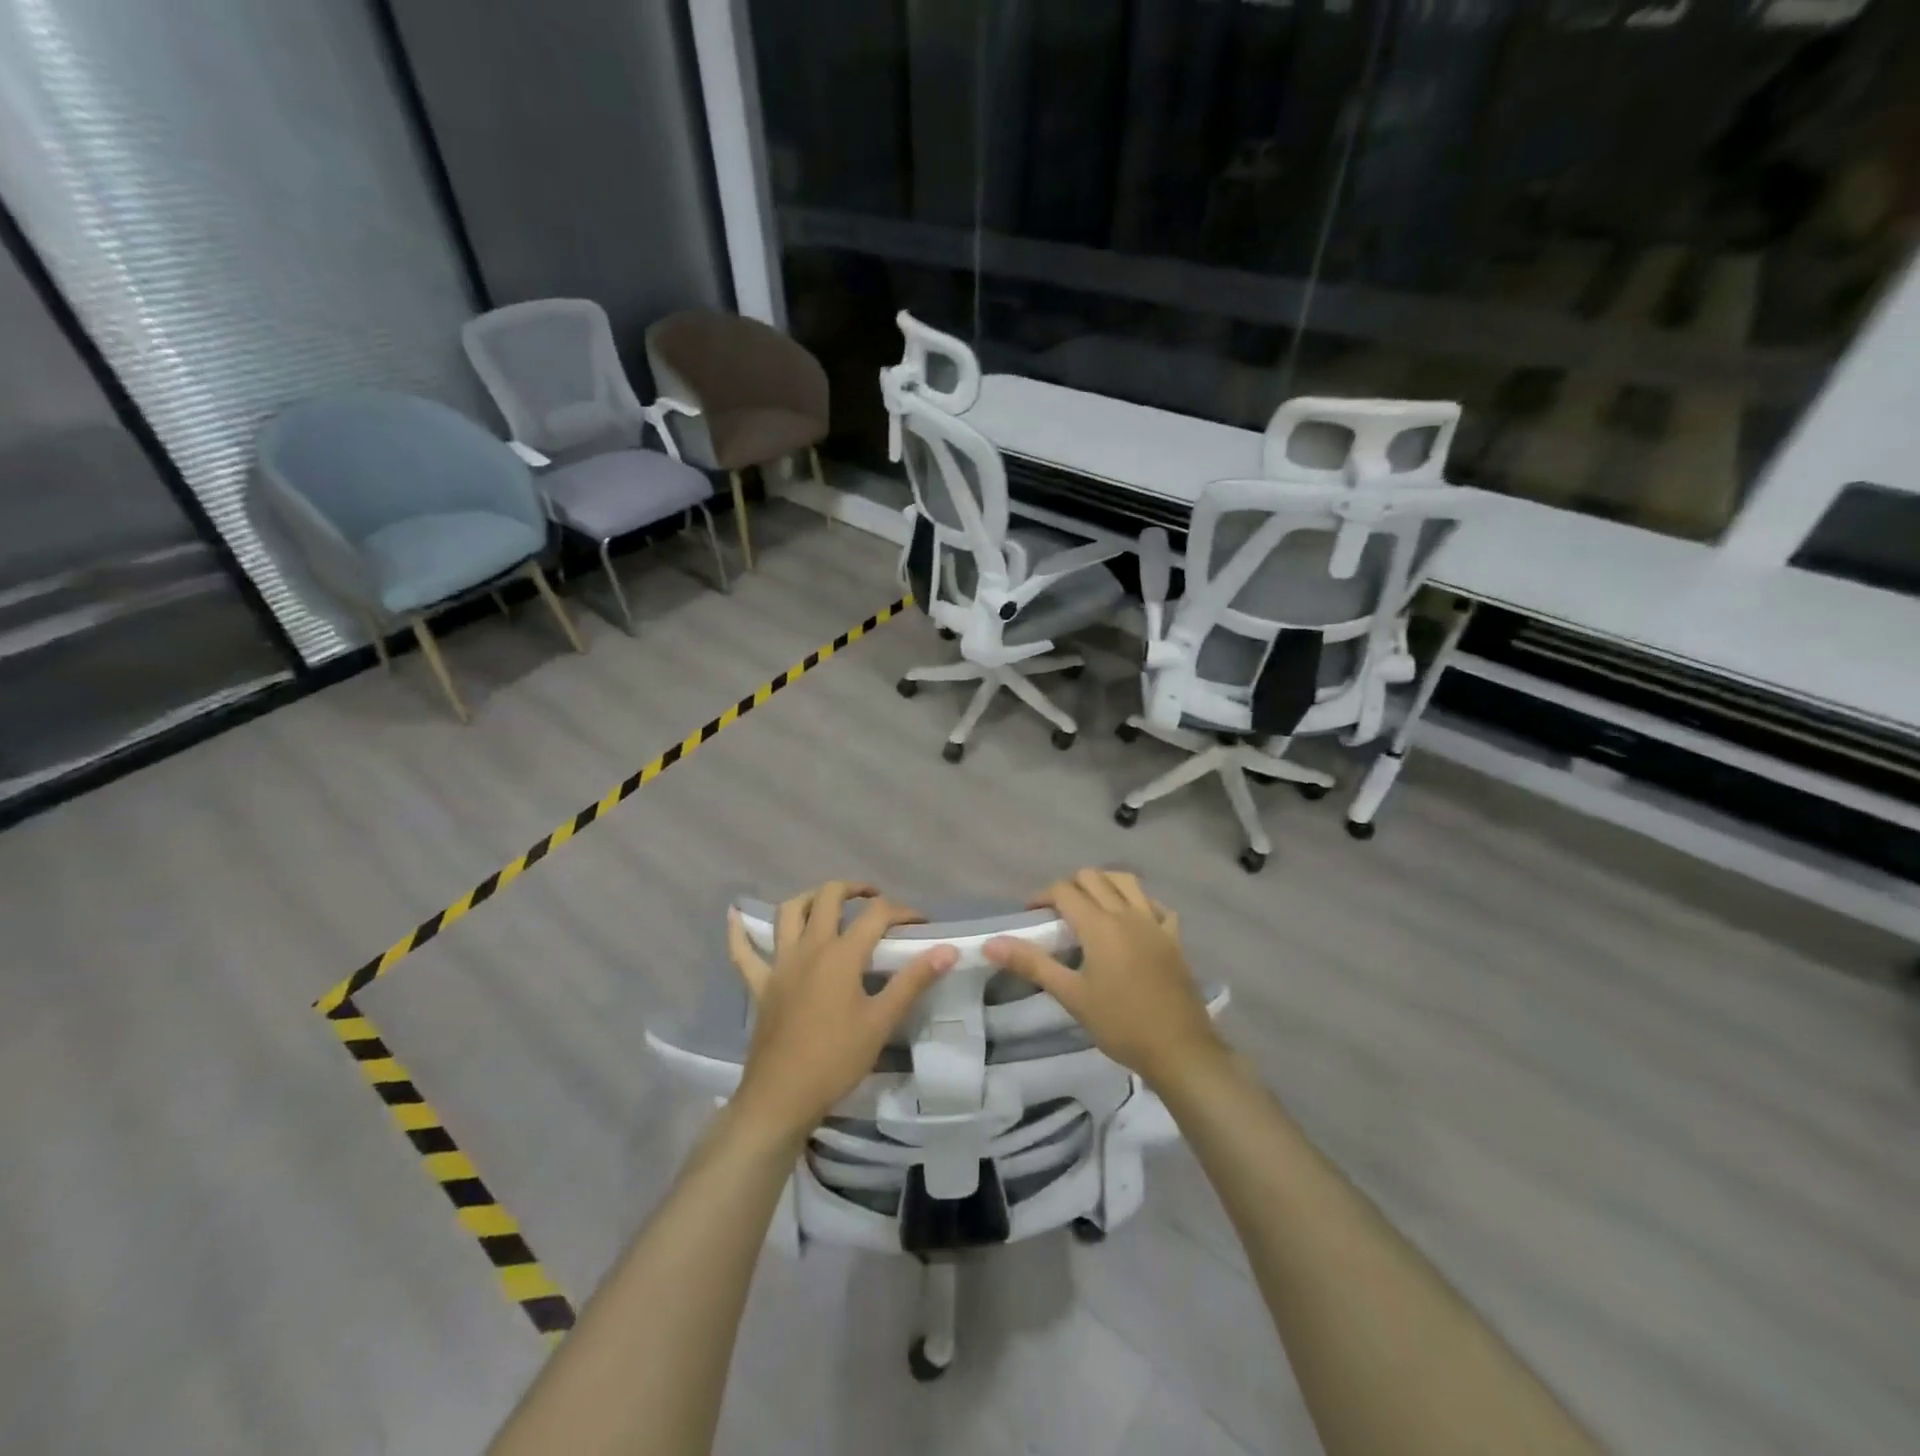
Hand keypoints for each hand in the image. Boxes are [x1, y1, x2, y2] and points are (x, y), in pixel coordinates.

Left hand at [726, 882, 955, 1145]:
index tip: (921, 923)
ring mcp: (779, 964)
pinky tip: (734, 914)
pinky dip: (739, 932)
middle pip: (828, 898)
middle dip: (854, 889)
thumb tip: (947, 949)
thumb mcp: (881, 1021)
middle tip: (874, 900)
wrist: (782, 1098)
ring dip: (809, 898)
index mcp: (841, 955)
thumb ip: (913, 980)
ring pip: (788, 913)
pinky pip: (742, 953)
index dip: (902, 912)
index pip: (877, 915)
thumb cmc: (836, 1059)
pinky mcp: (760, 985)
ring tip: (828, 902)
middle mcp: (808, 948)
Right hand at [984, 868, 1223, 1089]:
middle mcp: (1127, 913)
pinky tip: (1133, 919)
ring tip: (1092, 907)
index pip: (1064, 891)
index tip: (1031, 916)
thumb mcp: (1070, 995)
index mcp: (1099, 924)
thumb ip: (1031, 964)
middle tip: (1058, 913)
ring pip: (1127, 881)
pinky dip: (1140, 903)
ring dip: (1105, 884)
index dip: (1042, 897)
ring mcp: (1154, 922)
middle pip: (1094, 877)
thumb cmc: (1119, 1023)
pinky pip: (1156, 905)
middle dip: (1070, 886)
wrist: (1178, 1049)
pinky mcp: (1174, 938)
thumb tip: (990, 943)